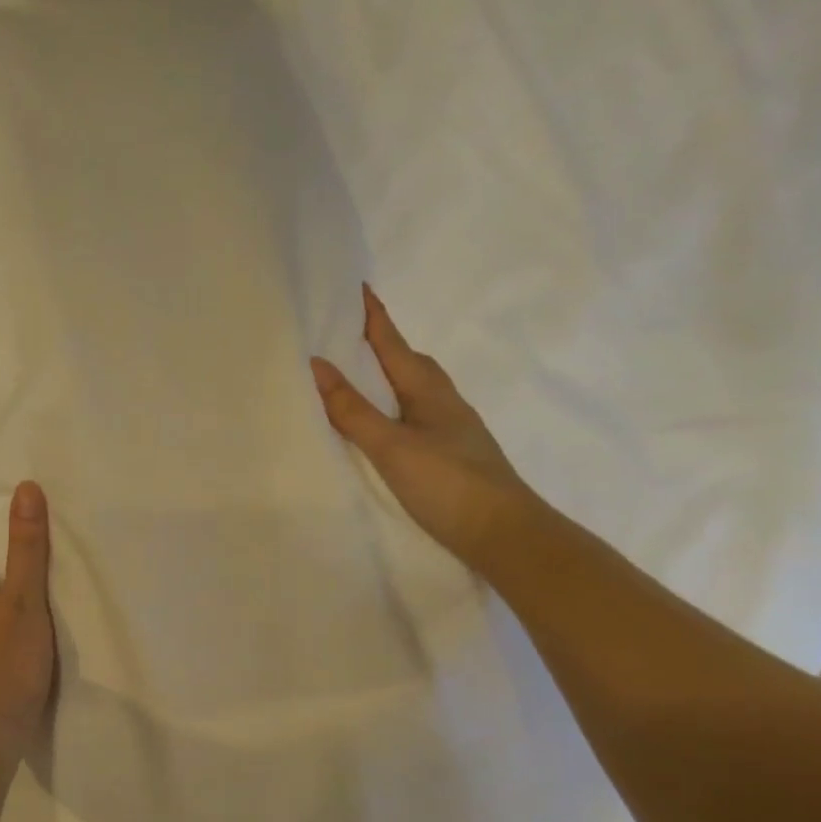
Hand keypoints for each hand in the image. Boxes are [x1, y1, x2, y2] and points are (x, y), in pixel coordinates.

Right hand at [311, 284, 537, 570]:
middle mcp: (443, 402)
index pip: (394, 343)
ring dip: (387, 375)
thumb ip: (352, 410)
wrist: (503, 534)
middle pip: (408, 361)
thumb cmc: (447, 483)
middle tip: (347, 332)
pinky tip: (382, 424)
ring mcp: (450, 428)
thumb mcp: (391, 445)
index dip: (374, 316)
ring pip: (413, 389)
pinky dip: (392, 406)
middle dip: (380, 343)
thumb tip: (317, 365)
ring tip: (358, 375)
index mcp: (428, 390)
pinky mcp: (450, 454)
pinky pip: (414, 414)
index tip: (357, 286)